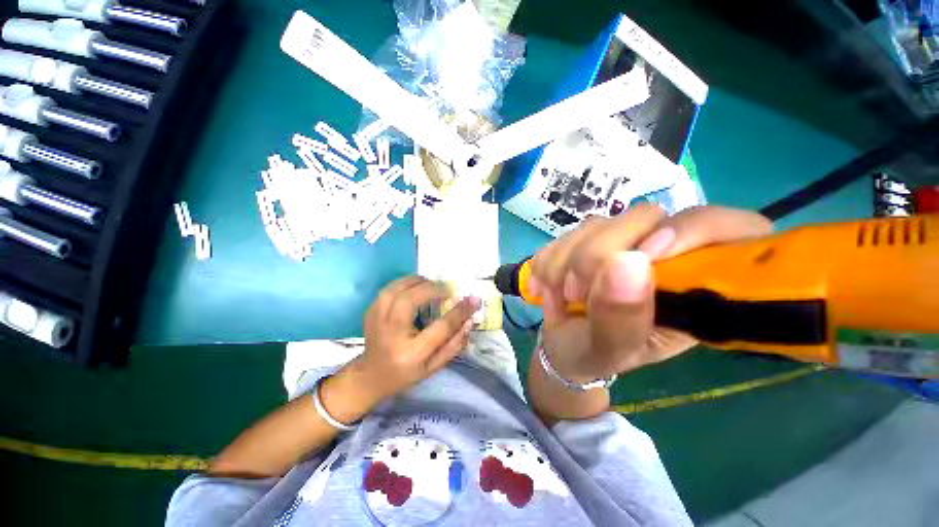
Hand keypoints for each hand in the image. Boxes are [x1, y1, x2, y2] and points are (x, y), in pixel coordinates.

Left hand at [337, 276, 481, 405]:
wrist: (370, 377)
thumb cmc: (406, 374)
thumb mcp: (434, 367)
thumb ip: (454, 344)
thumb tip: (470, 320)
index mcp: (411, 353)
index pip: (440, 328)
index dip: (460, 311)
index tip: (474, 299)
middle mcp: (391, 334)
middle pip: (410, 300)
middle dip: (433, 288)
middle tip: (447, 289)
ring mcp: (376, 320)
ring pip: (397, 288)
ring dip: (418, 281)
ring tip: (432, 285)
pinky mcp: (370, 311)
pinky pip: (390, 288)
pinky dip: (406, 283)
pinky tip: (416, 287)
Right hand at [530, 204, 772, 381]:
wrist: (564, 345)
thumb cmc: (596, 354)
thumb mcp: (612, 350)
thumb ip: (622, 316)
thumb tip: (628, 261)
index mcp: (696, 284)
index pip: (730, 228)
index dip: (693, 230)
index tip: (644, 256)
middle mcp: (664, 252)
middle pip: (645, 217)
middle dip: (597, 255)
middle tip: (577, 294)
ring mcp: (621, 240)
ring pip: (597, 223)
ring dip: (565, 262)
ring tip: (562, 296)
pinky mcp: (588, 238)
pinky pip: (565, 233)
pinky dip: (548, 261)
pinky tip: (549, 286)